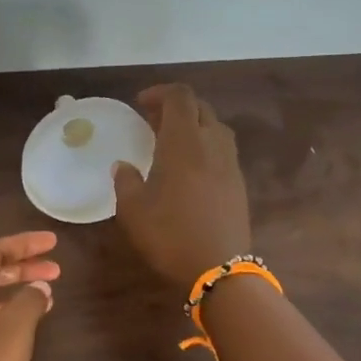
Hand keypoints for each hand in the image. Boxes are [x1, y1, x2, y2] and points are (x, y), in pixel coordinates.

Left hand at [0, 232, 59, 360]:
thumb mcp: (12, 332)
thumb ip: (28, 302)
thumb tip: (39, 288)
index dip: (23, 243)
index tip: (54, 243)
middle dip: (22, 266)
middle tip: (56, 268)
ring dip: (18, 292)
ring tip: (49, 295)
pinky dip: (12, 317)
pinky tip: (29, 329)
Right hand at [113, 84, 251, 289]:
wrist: (218, 267)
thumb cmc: (170, 235)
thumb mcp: (133, 211)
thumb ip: (126, 182)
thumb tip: (122, 166)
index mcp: (184, 142)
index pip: (179, 97)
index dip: (160, 93)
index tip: (140, 104)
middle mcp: (211, 144)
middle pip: (199, 107)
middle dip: (175, 107)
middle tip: (152, 122)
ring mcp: (230, 163)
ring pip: (214, 127)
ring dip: (193, 125)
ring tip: (172, 143)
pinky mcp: (238, 182)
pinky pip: (222, 149)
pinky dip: (205, 146)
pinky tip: (190, 168)